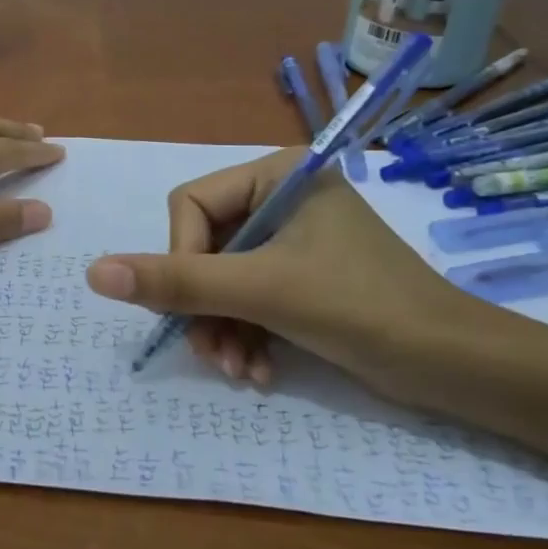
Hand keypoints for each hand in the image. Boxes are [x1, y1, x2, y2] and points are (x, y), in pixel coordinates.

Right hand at [84, 148, 511, 401]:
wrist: (455, 365)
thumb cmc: (360, 307)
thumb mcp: (261, 291)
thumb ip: (176, 282)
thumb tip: (92, 272)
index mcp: (276, 175)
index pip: (190, 205)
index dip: (180, 260)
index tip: (193, 310)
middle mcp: (280, 198)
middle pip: (203, 247)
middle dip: (205, 307)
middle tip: (213, 355)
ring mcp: (292, 239)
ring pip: (223, 279)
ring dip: (222, 329)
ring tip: (238, 372)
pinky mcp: (302, 276)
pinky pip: (249, 298)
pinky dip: (246, 336)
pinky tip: (257, 373)